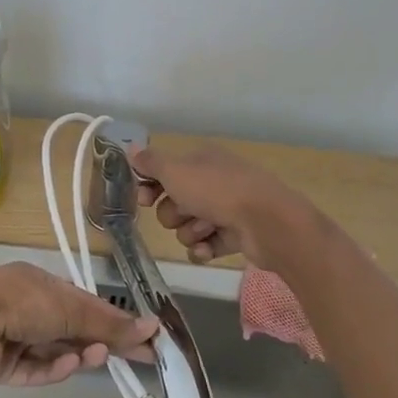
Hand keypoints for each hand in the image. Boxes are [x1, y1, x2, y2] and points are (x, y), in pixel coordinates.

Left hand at [0, 263, 156, 386]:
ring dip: (78, 355)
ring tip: (95, 358)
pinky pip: (35, 370)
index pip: (86, 303)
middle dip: (103, 342)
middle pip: (74, 329)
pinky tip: (68, 366)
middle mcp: (27, 308)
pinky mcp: (3, 367)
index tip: (147, 338)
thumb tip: (151, 327)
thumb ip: (108, 323)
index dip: (117, 320)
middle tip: (140, 358)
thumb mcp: (69, 308)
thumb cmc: (20, 302)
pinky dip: (53, 369)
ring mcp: (13, 338)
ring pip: (56, 351)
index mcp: (40, 285)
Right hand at [132, 143, 314, 268]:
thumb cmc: (217, 190)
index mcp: (201, 160)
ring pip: (188, 226)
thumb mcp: (176, 171)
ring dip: (191, 231)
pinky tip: (208, 249)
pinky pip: (206, 246)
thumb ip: (150, 162)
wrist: (267, 222)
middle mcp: (213, 182)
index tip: (144, 198)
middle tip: (185, 212)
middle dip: (173, 213)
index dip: (150, 186)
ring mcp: (226, 209)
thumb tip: (130, 148)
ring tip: (206, 230)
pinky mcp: (235, 236)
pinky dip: (204, 249)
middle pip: (174, 202)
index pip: (165, 171)